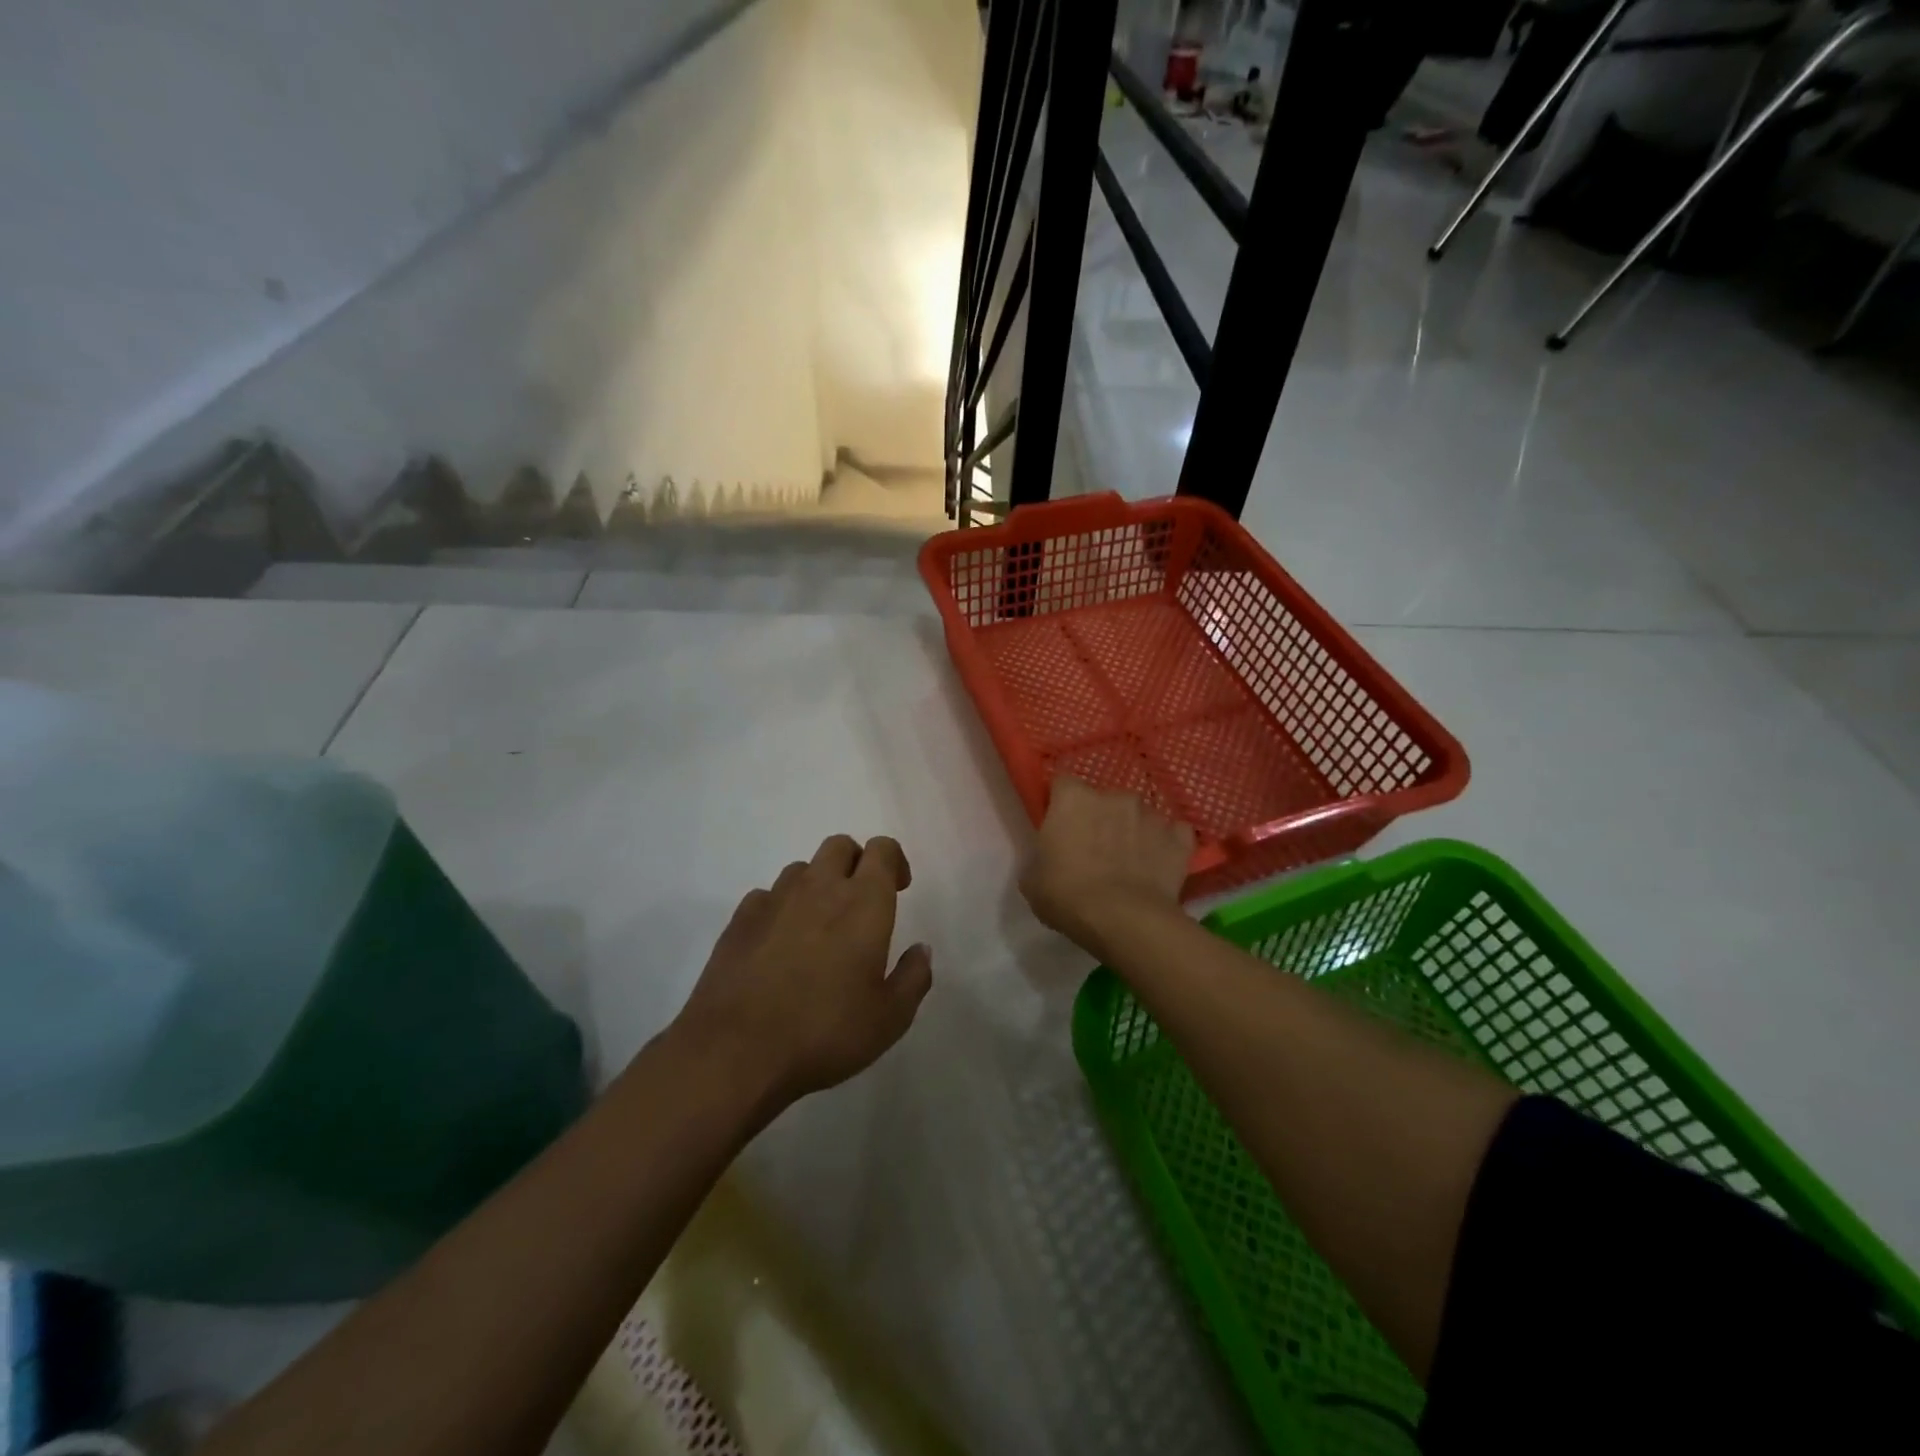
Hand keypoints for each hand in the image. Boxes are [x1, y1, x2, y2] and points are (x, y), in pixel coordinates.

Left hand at [674, 834, 932, 1107]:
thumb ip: (913, 977)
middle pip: (840, 846)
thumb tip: (921, 950)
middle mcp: (819, 887)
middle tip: (861, 902)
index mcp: (863, 902)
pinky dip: (780, 908)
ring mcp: (775, 899)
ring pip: (802, 869)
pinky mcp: (740, 919)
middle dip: (856, 863)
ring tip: (819, 926)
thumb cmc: (825, 1032)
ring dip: (817, 885)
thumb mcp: (889, 1018)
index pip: (882, 849)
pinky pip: (767, 896)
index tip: (899, 889)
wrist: (736, 1051)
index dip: (894, 861)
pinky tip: (779, 944)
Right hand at [1019, 778, 1193, 952]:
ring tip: (1129, 861)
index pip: (1062, 784)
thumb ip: (1042, 856)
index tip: (1059, 826)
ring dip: (1132, 830)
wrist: (1126, 920)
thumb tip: (1052, 857)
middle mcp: (1114, 796)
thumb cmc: (1068, 896)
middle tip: (1094, 848)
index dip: (1061, 804)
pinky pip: (1172, 833)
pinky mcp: (1180, 838)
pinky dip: (1165, 844)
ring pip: (1138, 815)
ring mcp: (1151, 814)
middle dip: (1099, 817)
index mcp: (1073, 799)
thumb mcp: (1033, 880)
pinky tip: (1158, 864)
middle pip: (1103, 799)